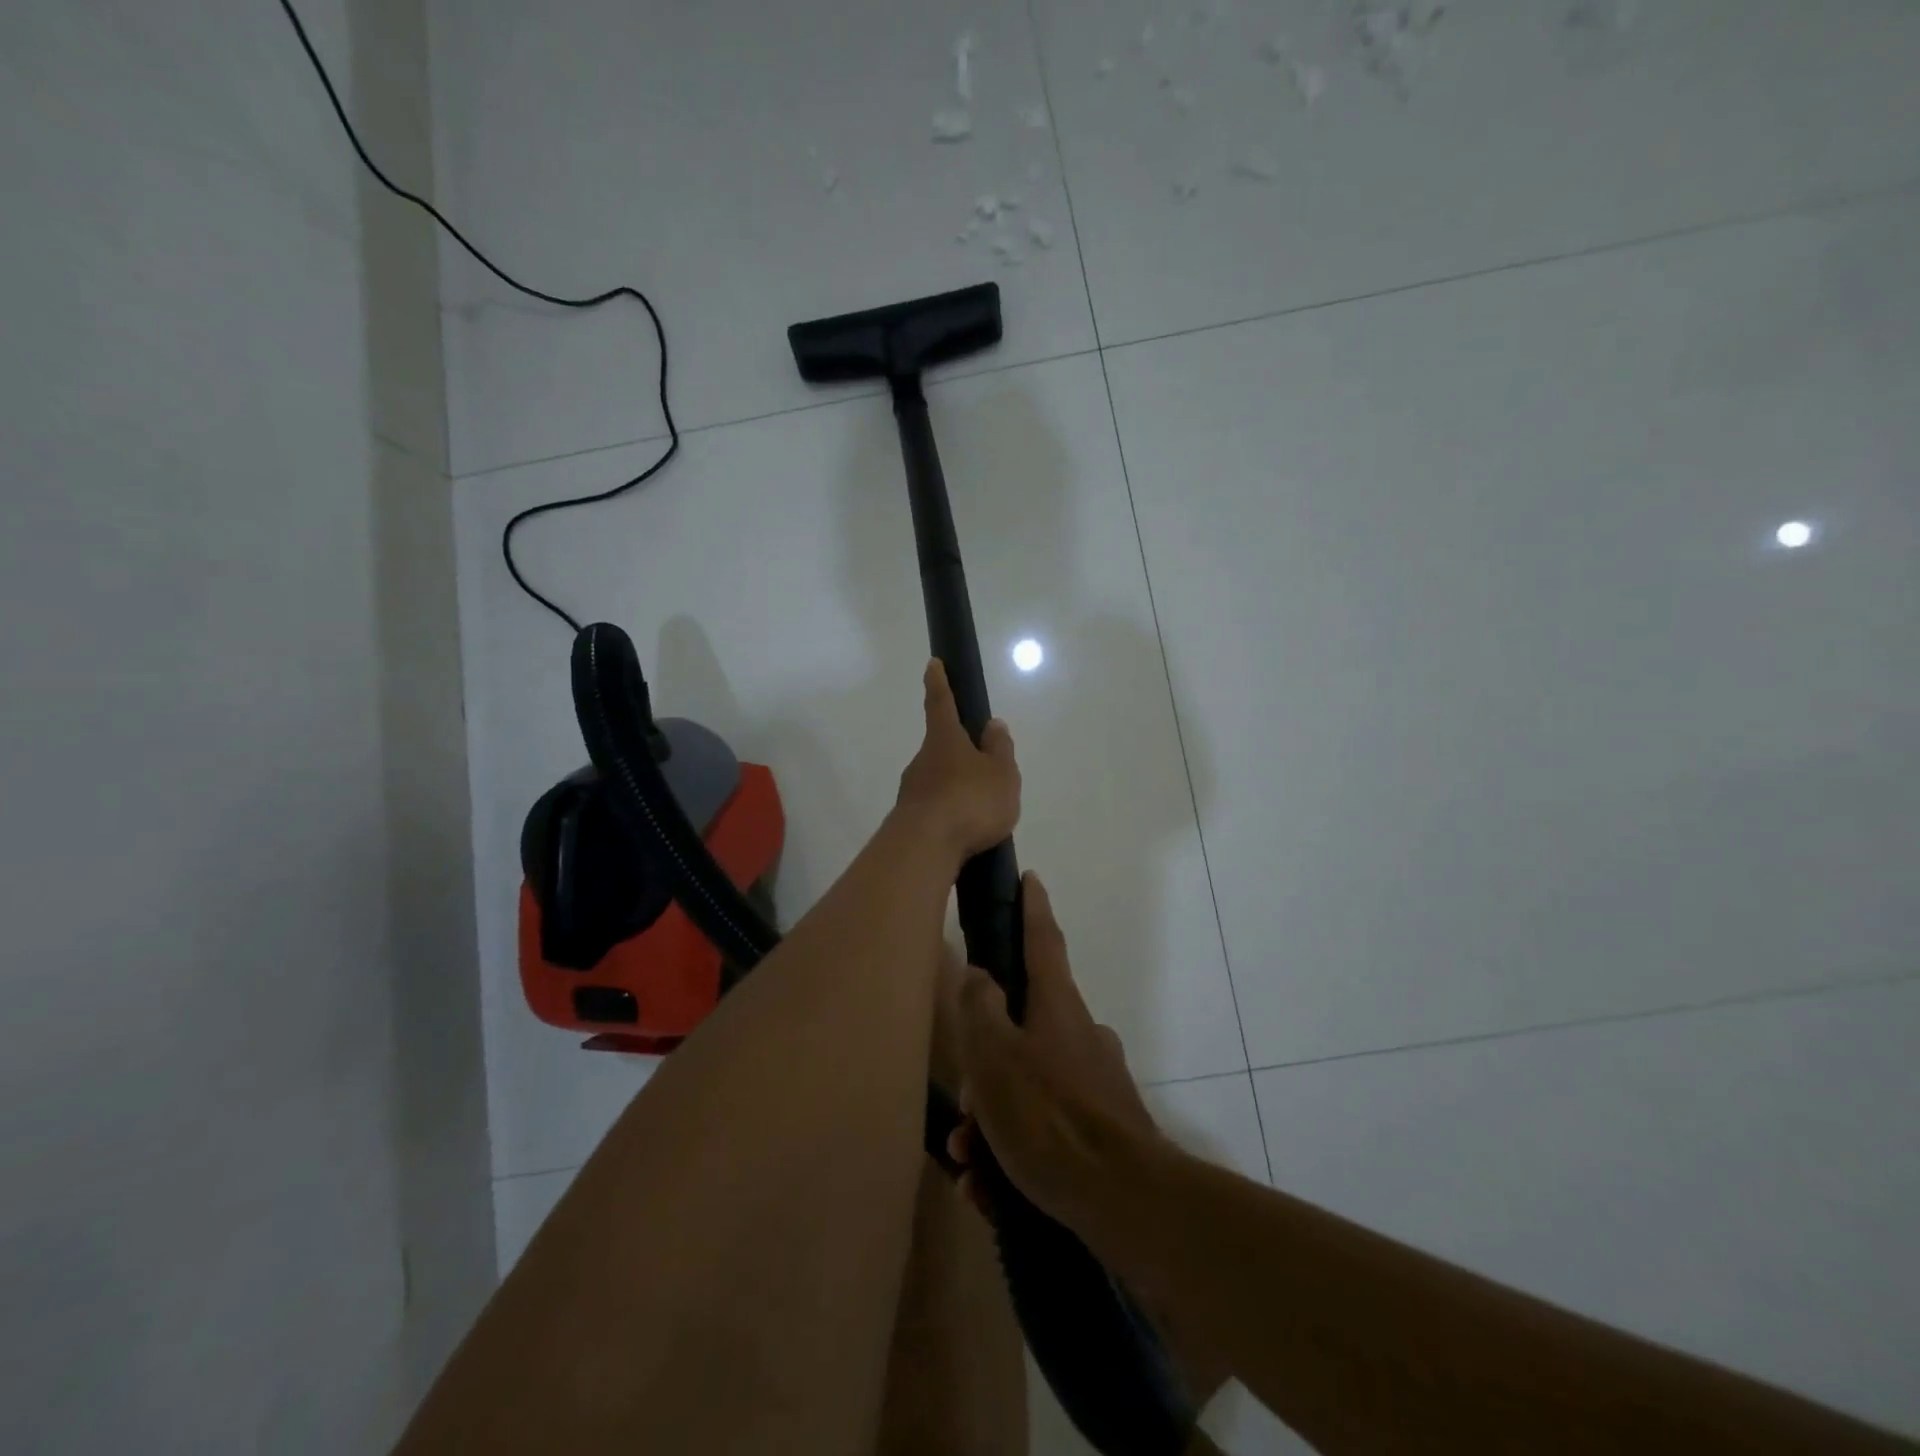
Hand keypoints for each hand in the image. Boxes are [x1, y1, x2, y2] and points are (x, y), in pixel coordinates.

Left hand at [893, 659, 1020, 862]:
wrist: (926, 847)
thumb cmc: (970, 801)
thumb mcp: (1001, 774)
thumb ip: (999, 749)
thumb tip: (992, 725)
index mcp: (945, 739)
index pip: (940, 702)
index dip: (939, 682)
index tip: (933, 664)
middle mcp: (922, 760)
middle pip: (941, 748)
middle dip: (959, 753)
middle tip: (983, 771)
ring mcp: (912, 790)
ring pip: (937, 780)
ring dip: (955, 788)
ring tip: (982, 811)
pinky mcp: (909, 819)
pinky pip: (935, 808)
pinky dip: (950, 813)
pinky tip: (965, 832)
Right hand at [946, 872, 1159, 1234]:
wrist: (1126, 1201)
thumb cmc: (1050, 1116)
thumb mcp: (995, 1055)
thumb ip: (979, 1007)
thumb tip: (978, 973)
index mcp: (1057, 1006)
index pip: (1042, 939)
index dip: (1032, 906)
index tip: (1030, 877)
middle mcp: (1081, 1034)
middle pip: (1023, 1028)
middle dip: (986, 1066)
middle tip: (964, 1112)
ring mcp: (1095, 1081)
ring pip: (1029, 1085)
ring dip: (994, 1120)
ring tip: (972, 1164)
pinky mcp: (1103, 1128)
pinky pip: (1046, 1128)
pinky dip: (1016, 1152)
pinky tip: (993, 1189)